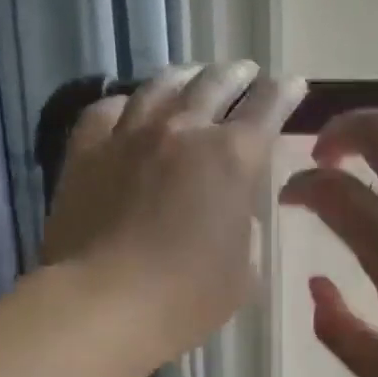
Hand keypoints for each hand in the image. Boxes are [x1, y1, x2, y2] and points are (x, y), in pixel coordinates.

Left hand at [44, 63, 306, 361]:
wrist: (104, 303)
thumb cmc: (186, 298)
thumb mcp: (242, 273)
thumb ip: (245, 231)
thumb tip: (233, 211)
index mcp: (233, 157)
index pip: (268, 107)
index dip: (284, 93)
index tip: (291, 86)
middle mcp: (183, 130)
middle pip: (215, 84)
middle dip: (237, 75)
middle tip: (245, 74)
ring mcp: (130, 135)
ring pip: (161, 86)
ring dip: (185, 76)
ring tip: (192, 76)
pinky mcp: (86, 151)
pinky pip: (106, 110)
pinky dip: (125, 103)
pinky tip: (128, 107)